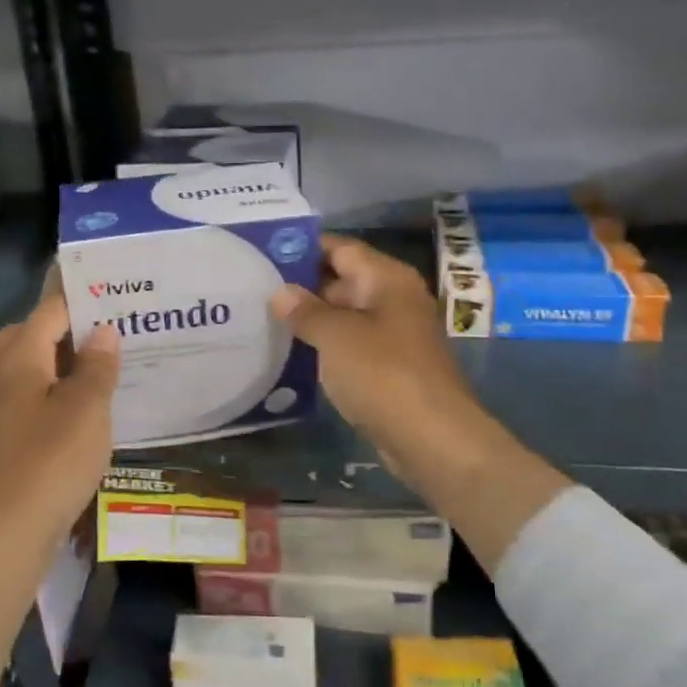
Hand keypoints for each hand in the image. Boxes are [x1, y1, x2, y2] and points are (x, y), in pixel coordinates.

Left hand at [0, 293, 119, 547]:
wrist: (10, 528)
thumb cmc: (52, 459)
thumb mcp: (86, 406)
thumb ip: (97, 364)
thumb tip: (103, 331)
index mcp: (20, 356)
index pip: (51, 308)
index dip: (83, 295)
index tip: (117, 287)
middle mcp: (5, 372)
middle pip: (36, 332)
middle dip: (73, 325)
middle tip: (116, 324)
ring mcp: (4, 404)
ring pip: (38, 364)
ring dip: (70, 358)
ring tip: (112, 358)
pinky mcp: (11, 432)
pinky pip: (39, 392)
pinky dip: (64, 387)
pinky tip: (94, 400)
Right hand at [271, 236, 568, 561]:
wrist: (433, 439)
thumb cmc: (384, 376)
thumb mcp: (337, 337)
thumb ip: (306, 311)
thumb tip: (281, 292)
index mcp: (386, 279)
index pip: (340, 248)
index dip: (303, 247)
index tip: (263, 252)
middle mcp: (393, 299)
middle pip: (342, 280)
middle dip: (300, 286)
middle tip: (253, 289)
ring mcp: (393, 335)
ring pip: (344, 316)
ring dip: (310, 319)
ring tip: (262, 318)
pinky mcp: (389, 367)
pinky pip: (351, 345)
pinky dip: (325, 346)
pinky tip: (290, 353)